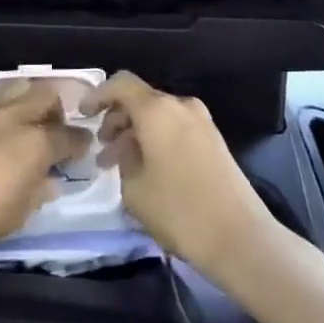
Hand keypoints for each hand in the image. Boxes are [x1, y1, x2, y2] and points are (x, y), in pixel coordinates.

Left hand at [0, 82, 90, 264]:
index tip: (81, 149)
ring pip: (15, 87)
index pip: (70, 136)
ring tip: (22, 119)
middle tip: (52, 129)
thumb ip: (36, 194)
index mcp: (35, 144)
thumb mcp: (14, 217)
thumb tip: (49, 181)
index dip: (80, 143)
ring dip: (26, 99)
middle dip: (56, 110)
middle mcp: (13, 116)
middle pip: (46, 96)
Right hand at [82, 72, 275, 274]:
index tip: (82, 115)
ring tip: (119, 165)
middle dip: (116, 120)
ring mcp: (202, 122)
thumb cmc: (179, 211)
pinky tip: (146, 169)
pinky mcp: (214, 141)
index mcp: (157, 110)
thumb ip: (123, 159)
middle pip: (140, 100)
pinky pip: (175, 129)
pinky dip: (156, 140)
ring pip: (158, 117)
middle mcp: (180, 106)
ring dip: (136, 134)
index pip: (121, 84)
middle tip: (101, 149)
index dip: (98, 95)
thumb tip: (128, 150)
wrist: (241, 238)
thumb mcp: (134, 189)